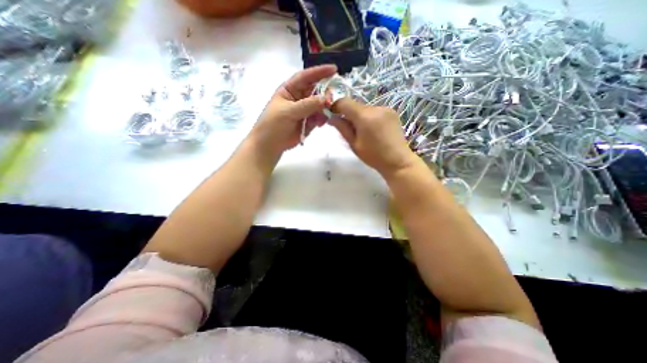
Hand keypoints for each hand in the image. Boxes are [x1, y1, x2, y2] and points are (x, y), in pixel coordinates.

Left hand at [248, 65, 338, 155]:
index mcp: (290, 89)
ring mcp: (305, 110)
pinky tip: (320, 124)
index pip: (305, 77)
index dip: (319, 72)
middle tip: (331, 101)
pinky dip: (322, 119)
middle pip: (315, 91)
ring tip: (325, 116)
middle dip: (325, 94)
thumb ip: (307, 105)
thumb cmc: (273, 124)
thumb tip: (326, 99)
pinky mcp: (309, 122)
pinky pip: (319, 117)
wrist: (270, 145)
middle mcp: (298, 97)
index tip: (334, 69)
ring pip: (319, 105)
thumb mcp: (288, 111)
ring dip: (324, 109)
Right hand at [329, 97, 419, 176]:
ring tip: (363, 132)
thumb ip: (342, 128)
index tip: (332, 116)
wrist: (398, 161)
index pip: (344, 102)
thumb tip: (331, 117)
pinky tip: (373, 130)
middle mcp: (376, 107)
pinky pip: (375, 111)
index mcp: (365, 116)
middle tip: (348, 129)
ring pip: (365, 108)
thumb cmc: (373, 156)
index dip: (336, 107)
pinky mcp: (392, 112)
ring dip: (359, 116)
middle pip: (355, 105)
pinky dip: (369, 117)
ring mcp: (386, 108)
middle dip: (348, 114)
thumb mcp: (354, 144)